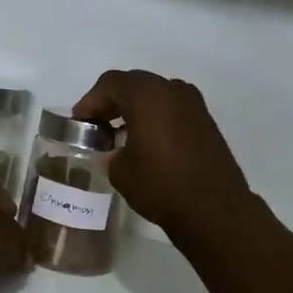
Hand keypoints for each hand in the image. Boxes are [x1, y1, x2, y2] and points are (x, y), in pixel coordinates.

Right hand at [72, 70, 252, 241]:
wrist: (213, 208)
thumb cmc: (159, 184)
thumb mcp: (119, 170)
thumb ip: (110, 151)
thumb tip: (114, 150)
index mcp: (147, 94)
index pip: (110, 83)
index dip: (90, 101)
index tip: (80, 122)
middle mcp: (172, 90)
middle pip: (134, 84)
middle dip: (112, 102)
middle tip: (97, 125)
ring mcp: (193, 104)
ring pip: (156, 95)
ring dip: (135, 108)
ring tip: (120, 133)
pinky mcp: (206, 121)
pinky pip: (172, 109)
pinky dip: (155, 117)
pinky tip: (146, 141)